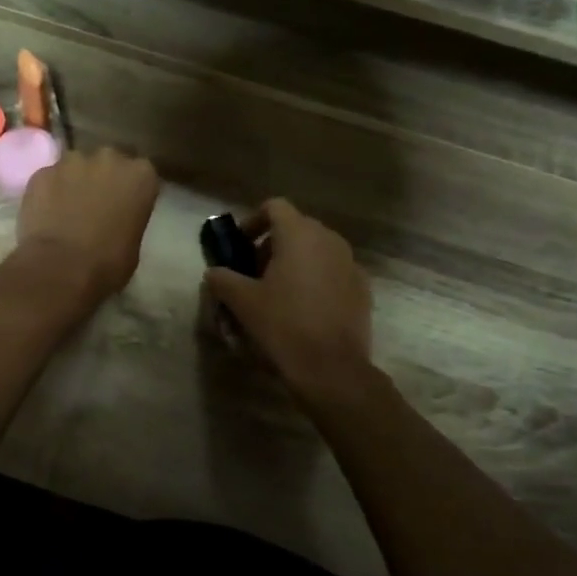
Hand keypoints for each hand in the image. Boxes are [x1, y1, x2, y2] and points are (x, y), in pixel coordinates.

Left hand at [14, 147, 160, 305]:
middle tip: (95, 205)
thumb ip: (128, 217)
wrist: (61, 268)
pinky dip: (48, 191)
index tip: (125, 205)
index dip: (131, 189)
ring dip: (74, 182)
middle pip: (108, 162)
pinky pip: (49, 179)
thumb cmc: (108, 263)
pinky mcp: (42, 172)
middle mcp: (109, 158)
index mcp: (140, 174)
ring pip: (75, 167)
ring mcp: (72, 161)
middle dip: (102, 178)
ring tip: (66, 209)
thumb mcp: (134, 242)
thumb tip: (116, 218)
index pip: (141, 173)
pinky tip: (45, 214)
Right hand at [204, 199, 371, 386]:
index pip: (275, 207)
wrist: (332, 368)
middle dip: (272, 244)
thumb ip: (222, 279)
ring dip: (294, 260)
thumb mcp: (242, 301)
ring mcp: (350, 263)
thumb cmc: (283, 325)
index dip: (253, 221)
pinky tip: (304, 307)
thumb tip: (214, 272)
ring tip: (277, 291)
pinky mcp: (363, 288)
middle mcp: (329, 240)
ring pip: (317, 249)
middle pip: (296, 227)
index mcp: (299, 234)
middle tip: (253, 272)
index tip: (240, 245)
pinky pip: (333, 270)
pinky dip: (316, 278)